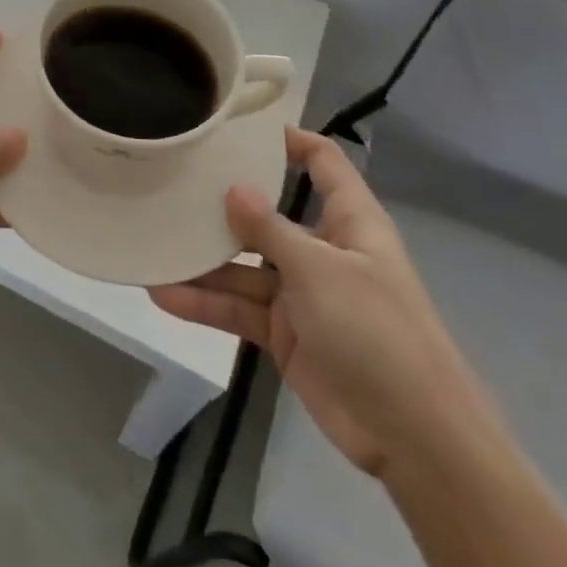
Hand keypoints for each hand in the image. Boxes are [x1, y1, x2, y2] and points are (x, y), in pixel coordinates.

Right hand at [150, 128, 502, 477]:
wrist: (414, 439)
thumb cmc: (377, 333)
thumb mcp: (320, 271)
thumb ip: (270, 229)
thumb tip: (233, 188)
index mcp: (349, 223)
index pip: (323, 163)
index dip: (288, 140)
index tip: (238, 128)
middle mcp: (322, 251)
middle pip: (267, 215)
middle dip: (223, 205)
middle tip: (171, 184)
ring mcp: (301, 294)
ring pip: (243, 266)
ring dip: (202, 262)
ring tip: (152, 246)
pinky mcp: (284, 333)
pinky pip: (238, 308)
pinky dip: (205, 304)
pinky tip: (164, 295)